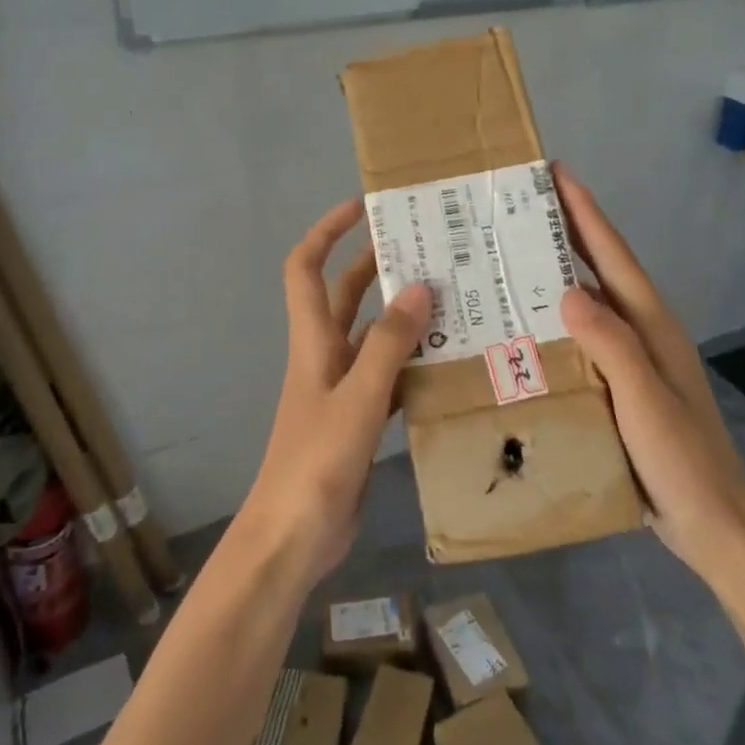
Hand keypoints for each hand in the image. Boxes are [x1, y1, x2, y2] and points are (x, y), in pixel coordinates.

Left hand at [238, 199, 431, 584]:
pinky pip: (389, 377)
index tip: (363, 206)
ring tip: (451, 297)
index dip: (326, 231)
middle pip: (345, 296)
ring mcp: (341, 390)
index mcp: (313, 342)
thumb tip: (418, 286)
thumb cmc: (316, 463)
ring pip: (372, 336)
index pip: (306, 269)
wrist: (293, 538)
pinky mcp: (358, 419)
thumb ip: (388, 345)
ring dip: (401, 315)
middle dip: (374, 264)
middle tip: (425, 245)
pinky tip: (448, 362)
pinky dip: (412, 363)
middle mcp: (324, 356)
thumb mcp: (357, 399)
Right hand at [553, 166, 744, 583]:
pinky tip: (524, 335)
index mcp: (651, 326)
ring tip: (507, 262)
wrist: (716, 525)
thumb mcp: (646, 400)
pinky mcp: (620, 390)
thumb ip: (612, 345)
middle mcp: (642, 334)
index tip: (555, 173)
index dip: (585, 212)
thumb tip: (567, 291)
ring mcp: (632, 363)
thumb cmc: (683, 461)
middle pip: (600, 271)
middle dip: (565, 234)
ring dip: (555, 279)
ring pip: (588, 306)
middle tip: (516, 209)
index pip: (613, 256)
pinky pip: (581, 343)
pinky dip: (554, 327)